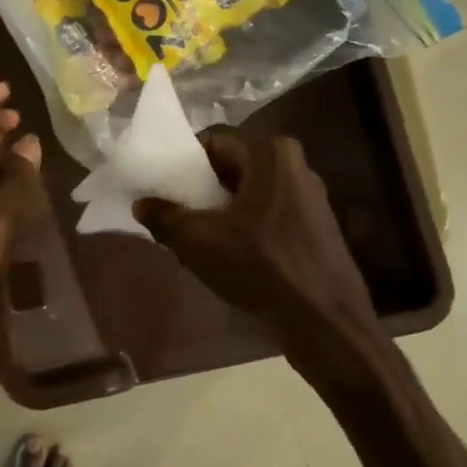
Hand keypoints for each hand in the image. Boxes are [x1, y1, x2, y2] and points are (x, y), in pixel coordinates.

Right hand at [134, 132, 371, 327]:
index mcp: (271, 153)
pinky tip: (233, 253)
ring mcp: (312, 196)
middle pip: (233, 168)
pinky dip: (248, 226)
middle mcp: (296, 165)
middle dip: (204, 189)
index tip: (164, 188)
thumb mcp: (198, 241)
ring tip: (201, 237)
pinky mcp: (318, 226)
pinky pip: (271, 214)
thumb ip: (164, 217)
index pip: (213, 144)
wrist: (324, 322)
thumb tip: (141, 204)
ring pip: (252, 193)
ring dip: (225, 210)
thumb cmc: (260, 267)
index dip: (184, 164)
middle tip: (178, 214)